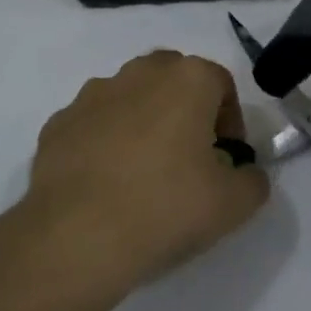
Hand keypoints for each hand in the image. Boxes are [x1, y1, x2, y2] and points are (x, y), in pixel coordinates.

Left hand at [19, 51, 269, 306]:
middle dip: (186, 109)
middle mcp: (139, 73)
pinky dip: (104, 142)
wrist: (76, 236)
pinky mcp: (58, 123)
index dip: (230, 120)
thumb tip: (244, 172)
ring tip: (144, 173)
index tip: (226, 159)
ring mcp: (92, 95)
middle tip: (189, 157)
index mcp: (187, 79)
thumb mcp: (234, 204)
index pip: (221, 84)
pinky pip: (93, 124)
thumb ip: (252, 180)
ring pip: (130, 97)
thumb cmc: (165, 207)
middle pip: (173, 79)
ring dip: (143, 121)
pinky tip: (106, 184)